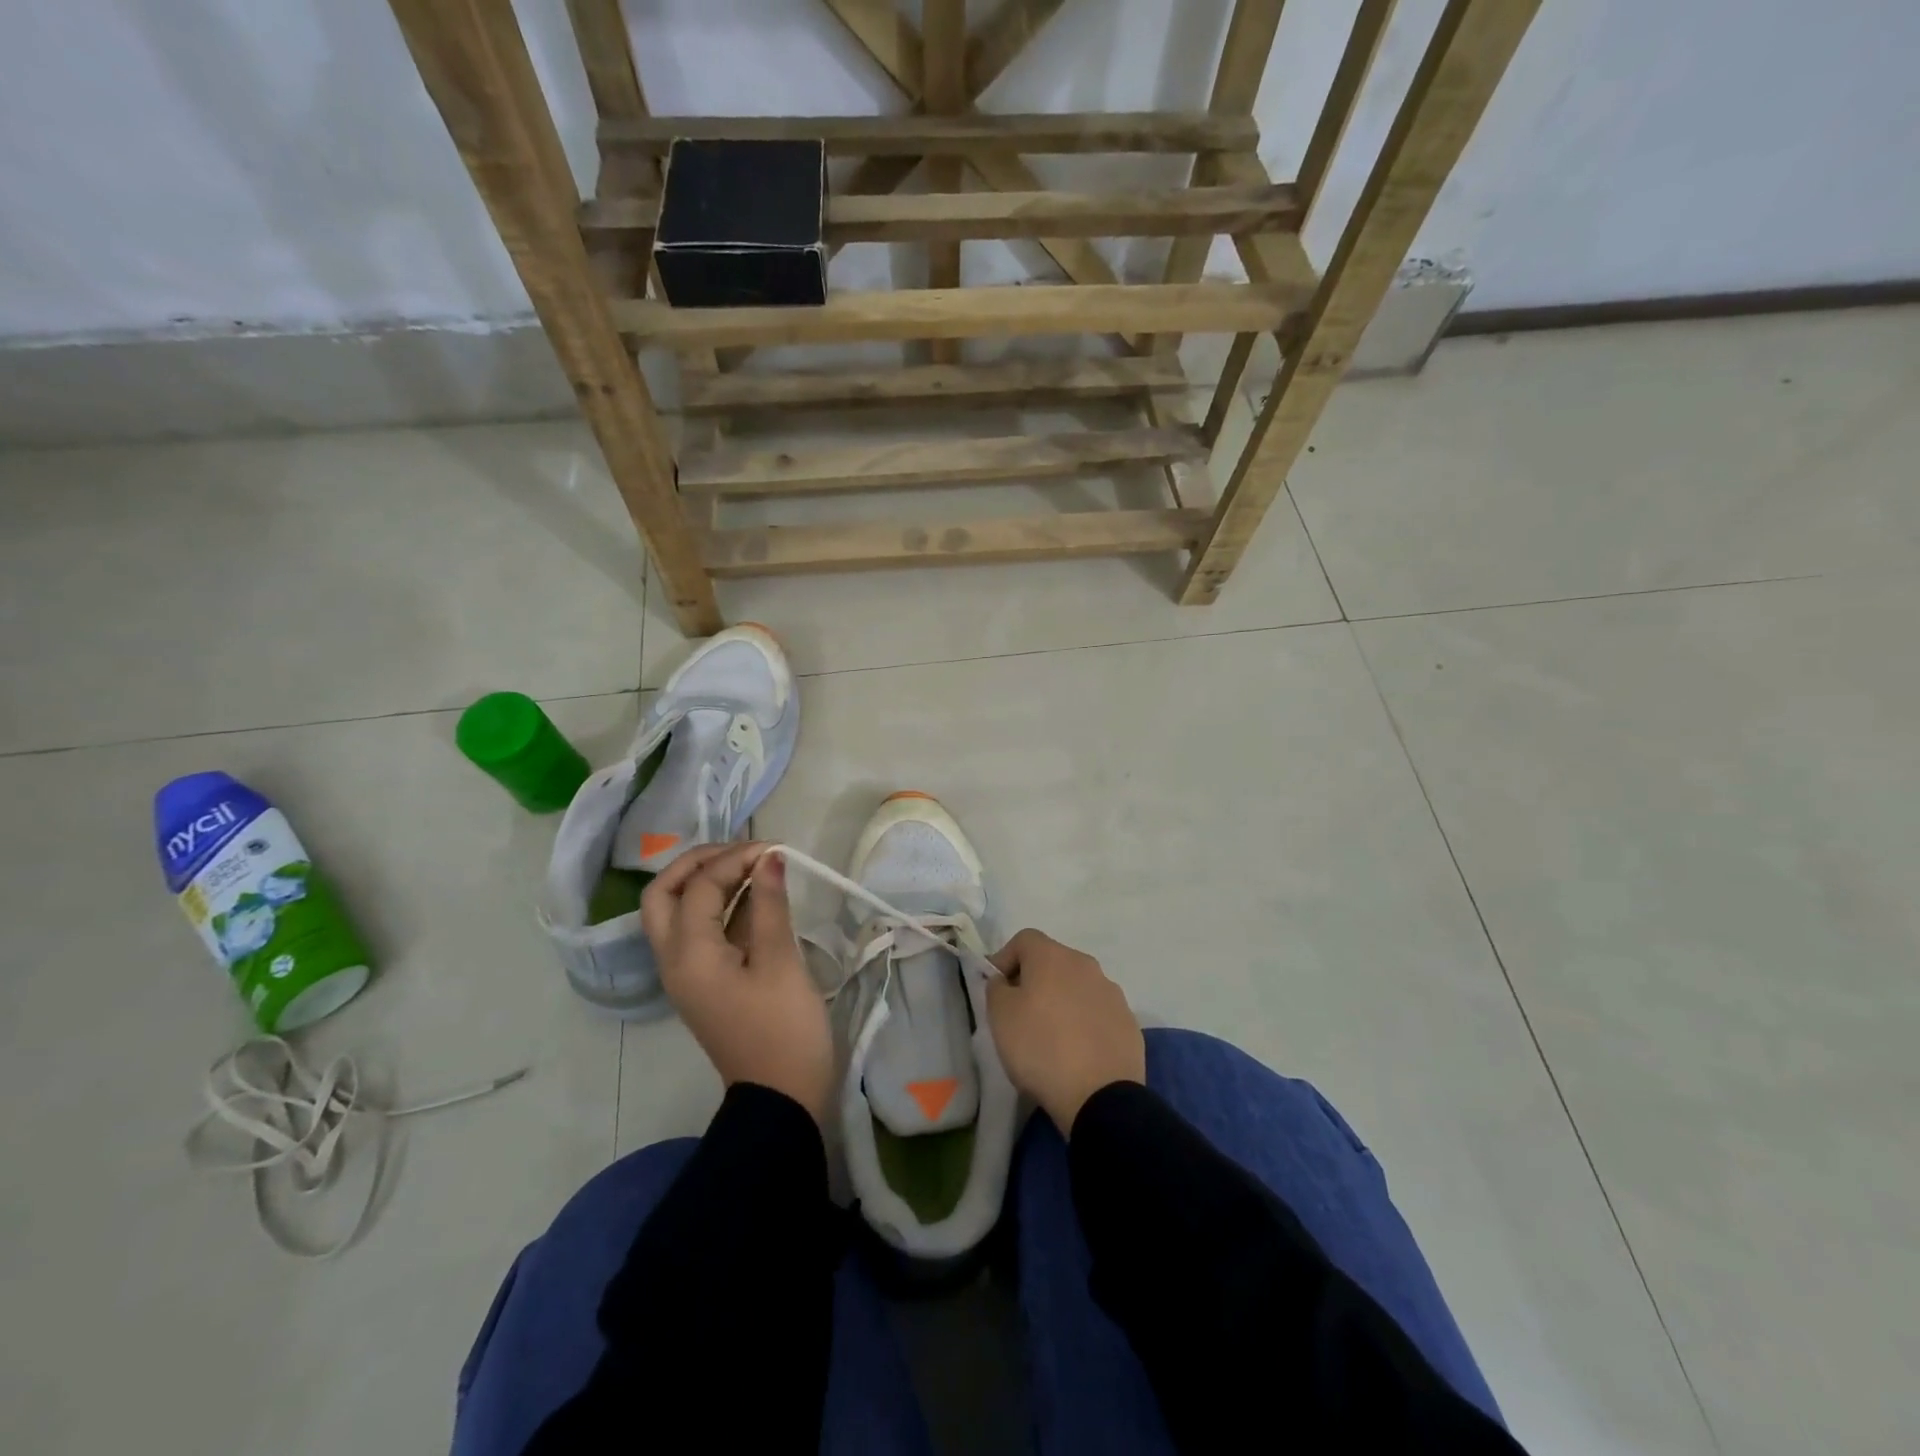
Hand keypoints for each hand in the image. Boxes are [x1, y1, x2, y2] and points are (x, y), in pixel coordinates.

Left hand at [641, 843, 834, 1124]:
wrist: (780, 1098)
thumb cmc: (784, 1030)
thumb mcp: (781, 962)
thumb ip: (770, 905)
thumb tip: (770, 857)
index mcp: (689, 955)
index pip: (700, 886)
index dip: (736, 859)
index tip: (776, 851)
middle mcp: (674, 960)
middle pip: (663, 895)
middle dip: (698, 864)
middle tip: (742, 852)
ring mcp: (686, 973)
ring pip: (677, 912)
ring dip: (707, 882)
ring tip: (752, 865)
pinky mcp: (704, 981)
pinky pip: (699, 931)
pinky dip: (720, 906)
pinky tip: (755, 896)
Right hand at [985, 929, 1143, 1134]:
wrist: (1100, 1096)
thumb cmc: (1040, 1048)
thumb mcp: (1000, 1017)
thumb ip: (996, 988)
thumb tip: (1006, 981)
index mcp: (1054, 957)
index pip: (1024, 939)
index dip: (1005, 958)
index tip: (996, 988)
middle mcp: (1086, 965)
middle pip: (1053, 961)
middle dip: (1034, 980)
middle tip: (1020, 1013)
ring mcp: (1112, 992)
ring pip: (1077, 986)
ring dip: (1061, 1001)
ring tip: (1051, 1036)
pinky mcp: (1128, 1022)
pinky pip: (1097, 1012)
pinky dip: (1084, 1022)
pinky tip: (1077, 1051)